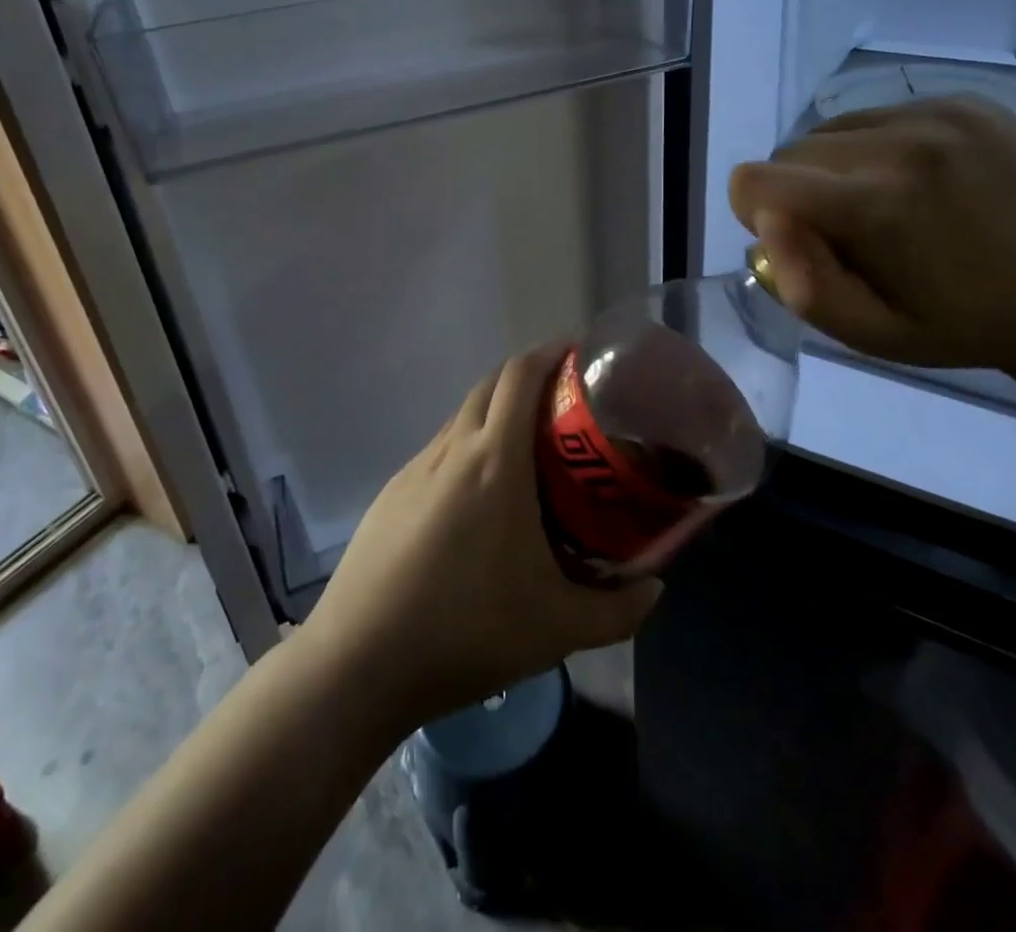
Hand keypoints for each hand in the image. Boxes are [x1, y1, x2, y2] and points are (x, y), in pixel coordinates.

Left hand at [300, 344, 662, 730]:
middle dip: (527, 377)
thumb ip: (619, 610)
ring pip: (462, 417)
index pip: (520, 376)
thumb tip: (656, 589)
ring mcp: (415, 468)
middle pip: (490, 384)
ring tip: (528, 453)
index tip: (578, 355)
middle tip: (564, 404)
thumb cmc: (468, 631)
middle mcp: (452, 449)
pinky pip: (439, 451)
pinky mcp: (391, 493)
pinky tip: (479, 501)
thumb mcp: (558, 629)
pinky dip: (467, 450)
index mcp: (495, 460)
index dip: (549, 353)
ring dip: (495, 415)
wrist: (359, 662)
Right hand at [728, 96, 1015, 376]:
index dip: (757, 215)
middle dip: (798, 193)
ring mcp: (940, 113)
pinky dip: (875, 149)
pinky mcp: (965, 101)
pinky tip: (919, 184)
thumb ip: (805, 285)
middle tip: (847, 234)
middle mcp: (903, 142)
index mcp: (877, 204)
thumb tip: (766, 223)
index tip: (798, 242)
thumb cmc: (959, 325)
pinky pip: (875, 116)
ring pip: (830, 129)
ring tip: (885, 207)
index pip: (754, 181)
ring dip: (835, 168)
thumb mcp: (871, 335)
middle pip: (790, 153)